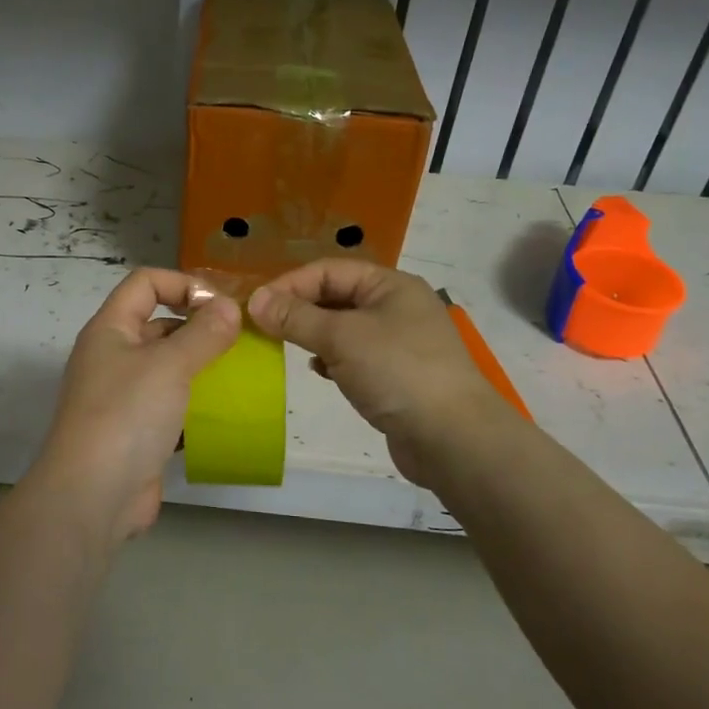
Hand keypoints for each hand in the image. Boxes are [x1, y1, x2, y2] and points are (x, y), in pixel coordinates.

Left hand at [30, 268, 240, 546]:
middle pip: (158, 323)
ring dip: (201, 366)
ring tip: (241, 372)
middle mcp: (113, 357)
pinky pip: (171, 405)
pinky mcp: (137, 432)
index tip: (221, 305)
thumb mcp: (169, 365)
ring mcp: (123, 397)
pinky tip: (226, 411)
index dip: (183, 284)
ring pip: (168, 367)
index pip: (145, 283)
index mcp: (110, 330)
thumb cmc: (126, 415)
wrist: (92, 496)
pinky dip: (196, 404)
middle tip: (242, 339)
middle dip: (199, 326)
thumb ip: (203, 333)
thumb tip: (229, 306)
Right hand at [248, 260, 504, 488]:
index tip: (257, 307)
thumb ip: (296, 317)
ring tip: (287, 347)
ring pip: (344, 328)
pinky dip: (332, 359)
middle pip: (336, 296)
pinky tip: (319, 370)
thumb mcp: (341, 338)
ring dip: (314, 334)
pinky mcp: (397, 374)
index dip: (291, 284)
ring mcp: (399, 342)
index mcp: (390, 285)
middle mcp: (397, 306)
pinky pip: (355, 355)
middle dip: (300, 309)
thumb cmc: (397, 372)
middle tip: (265, 328)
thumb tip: (255, 300)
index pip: (329, 270)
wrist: (453, 438)